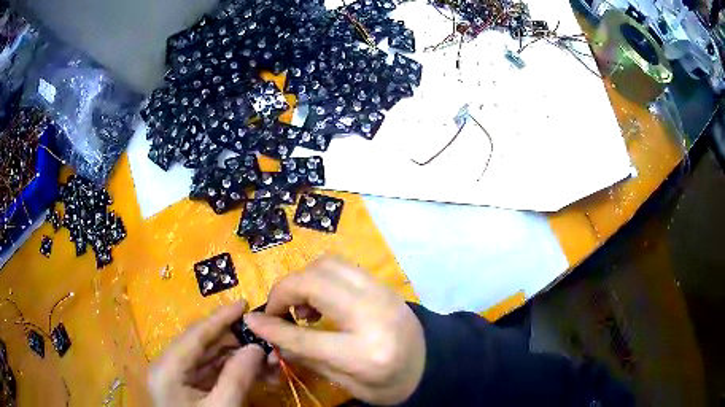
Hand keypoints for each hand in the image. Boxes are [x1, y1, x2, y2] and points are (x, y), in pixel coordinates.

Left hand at [148, 301, 264, 406]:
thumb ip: (238, 377)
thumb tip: (256, 347)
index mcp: (168, 368)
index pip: (196, 335)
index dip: (220, 318)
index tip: (243, 302)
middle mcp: (167, 366)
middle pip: (201, 344)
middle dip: (233, 340)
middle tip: (261, 336)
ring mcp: (175, 377)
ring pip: (206, 358)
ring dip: (234, 355)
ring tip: (261, 355)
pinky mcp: (185, 386)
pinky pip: (208, 371)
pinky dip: (229, 369)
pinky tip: (249, 369)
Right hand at [244, 257, 425, 404]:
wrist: (433, 363)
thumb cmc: (392, 383)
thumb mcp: (350, 384)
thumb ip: (308, 358)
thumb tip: (271, 339)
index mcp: (366, 353)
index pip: (306, 336)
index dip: (272, 327)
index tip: (252, 321)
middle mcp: (374, 314)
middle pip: (314, 284)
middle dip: (284, 292)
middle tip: (277, 312)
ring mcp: (381, 292)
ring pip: (327, 264)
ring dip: (303, 280)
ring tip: (301, 306)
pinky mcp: (382, 283)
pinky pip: (342, 266)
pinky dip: (320, 276)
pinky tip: (320, 300)